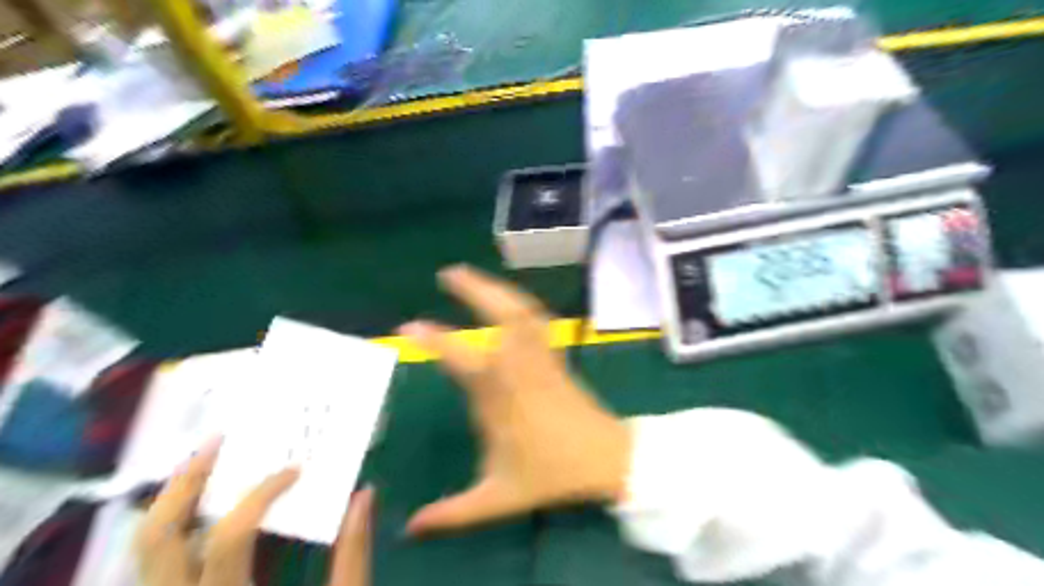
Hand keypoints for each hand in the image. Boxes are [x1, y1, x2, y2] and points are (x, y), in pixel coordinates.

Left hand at [135, 445, 374, 585]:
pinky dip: (178, 532)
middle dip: (184, 483)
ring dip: (173, 504)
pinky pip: (160, 571)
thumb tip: (364, 495)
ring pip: (144, 556)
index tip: (296, 470)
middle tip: (215, 443)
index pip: (229, 538)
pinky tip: (206, 512)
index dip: (261, 494)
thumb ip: (353, 556)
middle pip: (157, 542)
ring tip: (204, 466)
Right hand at [398, 265, 626, 536]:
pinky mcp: (554, 356)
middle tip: (448, 272)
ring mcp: (540, 357)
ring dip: (495, 289)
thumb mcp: (499, 497)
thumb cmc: (552, 473)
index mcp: (500, 395)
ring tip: (470, 277)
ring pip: (521, 310)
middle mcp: (519, 366)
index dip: (434, 338)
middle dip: (474, 289)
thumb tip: (408, 528)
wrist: (606, 459)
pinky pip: (536, 320)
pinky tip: (506, 300)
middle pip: (499, 315)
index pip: (461, 357)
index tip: (408, 326)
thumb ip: (453, 512)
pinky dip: (518, 302)